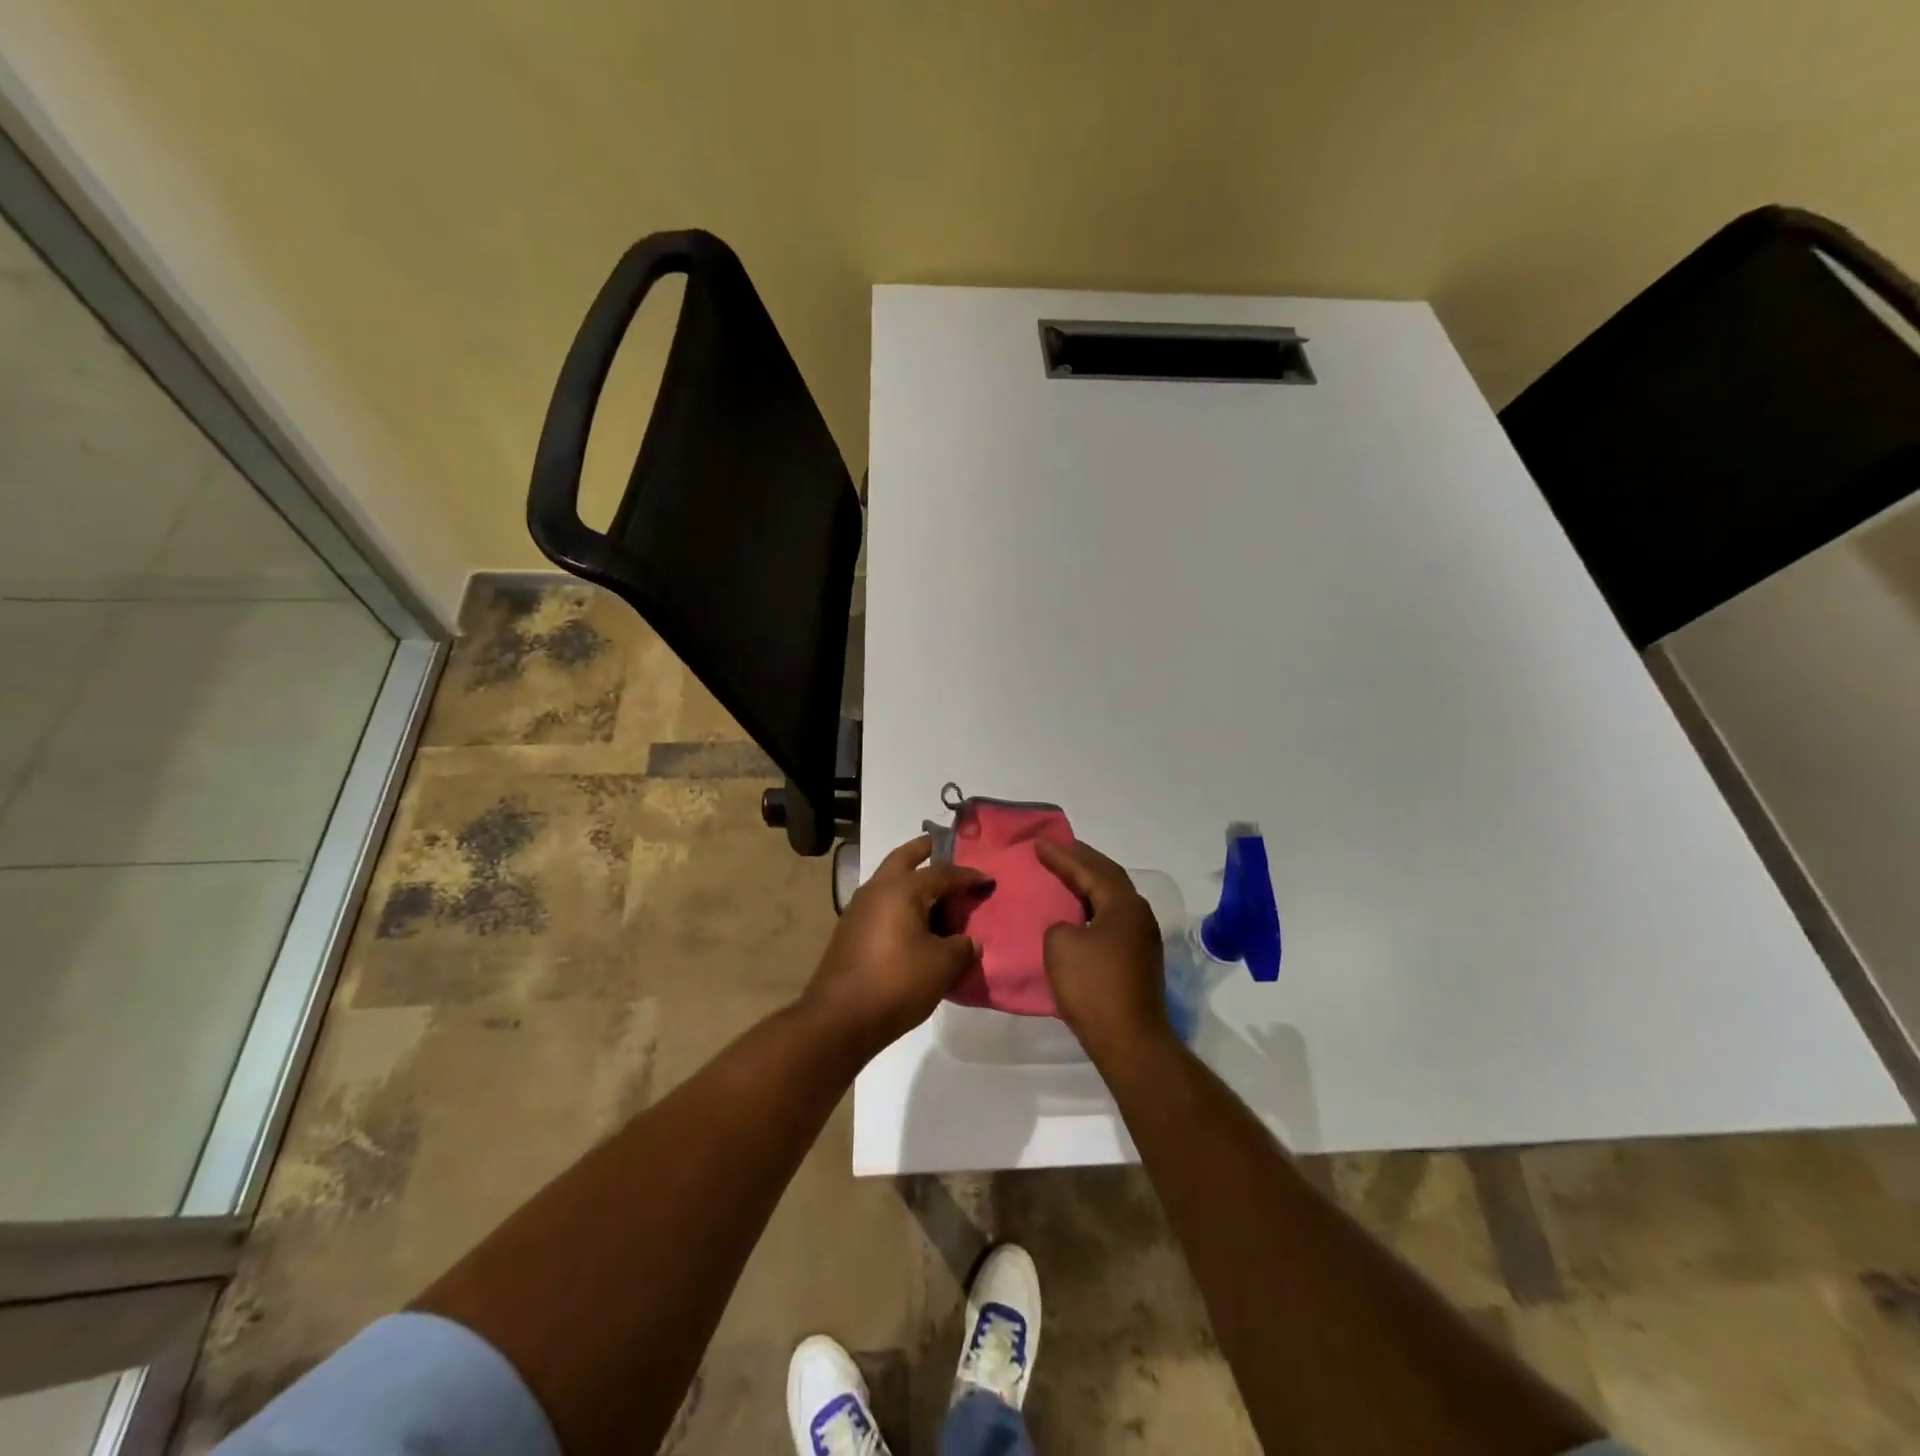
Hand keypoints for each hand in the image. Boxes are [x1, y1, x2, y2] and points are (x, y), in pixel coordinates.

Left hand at [800, 836, 989, 1062]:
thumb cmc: (896, 983)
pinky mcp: (850, 932)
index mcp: (901, 889)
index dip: (967, 876)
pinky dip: (901, 904)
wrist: (839, 1019)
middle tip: (942, 847)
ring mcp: (858, 910)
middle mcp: (877, 890)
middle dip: (924, 850)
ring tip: (935, 893)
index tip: (987, 880)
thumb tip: (969, 941)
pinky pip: (882, 906)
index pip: (942, 873)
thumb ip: (962, 947)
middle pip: (904, 859)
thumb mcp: (942, 965)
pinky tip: (915, 924)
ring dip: (911, 880)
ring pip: (889, 882)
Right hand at [1036, 839, 1173, 1061]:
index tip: (1038, 844)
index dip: (1062, 855)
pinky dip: (1093, 907)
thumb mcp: (1060, 945)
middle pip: (1108, 878)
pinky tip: (1079, 912)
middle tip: (1057, 849)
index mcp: (1123, 904)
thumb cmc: (1093, 987)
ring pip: (1112, 899)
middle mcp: (1139, 915)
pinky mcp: (1138, 960)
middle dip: (1081, 862)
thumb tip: (1070, 928)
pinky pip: (1112, 919)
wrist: (1129, 1041)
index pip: (1090, 869)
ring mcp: (1142, 939)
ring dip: (1089, 884)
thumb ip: (1059, 924)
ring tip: (1066, 874)